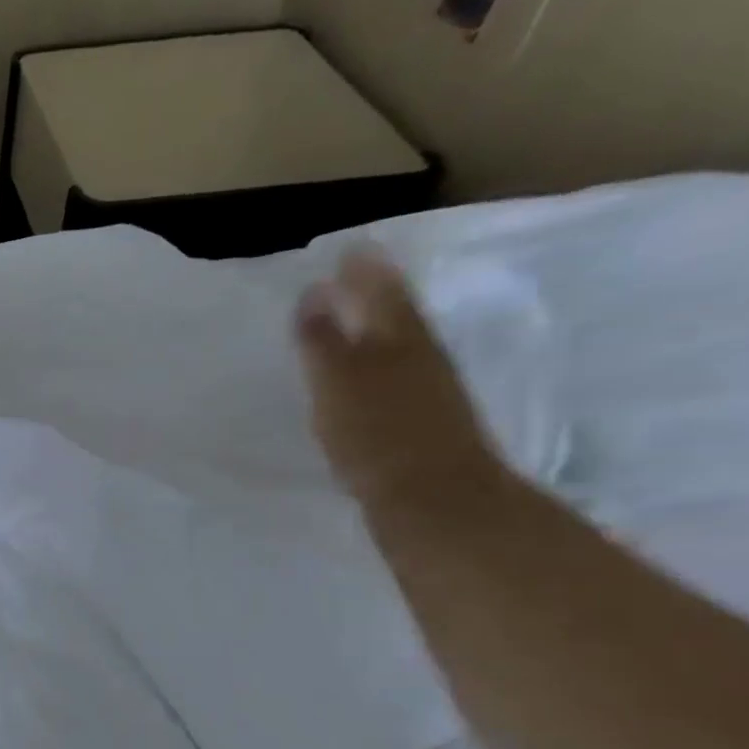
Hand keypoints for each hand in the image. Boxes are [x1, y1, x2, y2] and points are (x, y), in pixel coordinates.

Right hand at [295, 250, 505, 514]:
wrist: (434, 499)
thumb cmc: (377, 434)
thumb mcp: (338, 380)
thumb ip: (322, 338)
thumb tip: (314, 290)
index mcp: (400, 338)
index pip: (382, 291)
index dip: (364, 271)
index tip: (348, 250)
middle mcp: (420, 355)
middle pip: (398, 314)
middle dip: (375, 294)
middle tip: (352, 277)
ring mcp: (428, 391)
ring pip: (403, 344)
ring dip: (380, 327)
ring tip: (355, 320)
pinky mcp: (425, 423)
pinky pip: (402, 376)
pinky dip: (383, 364)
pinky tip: (369, 376)